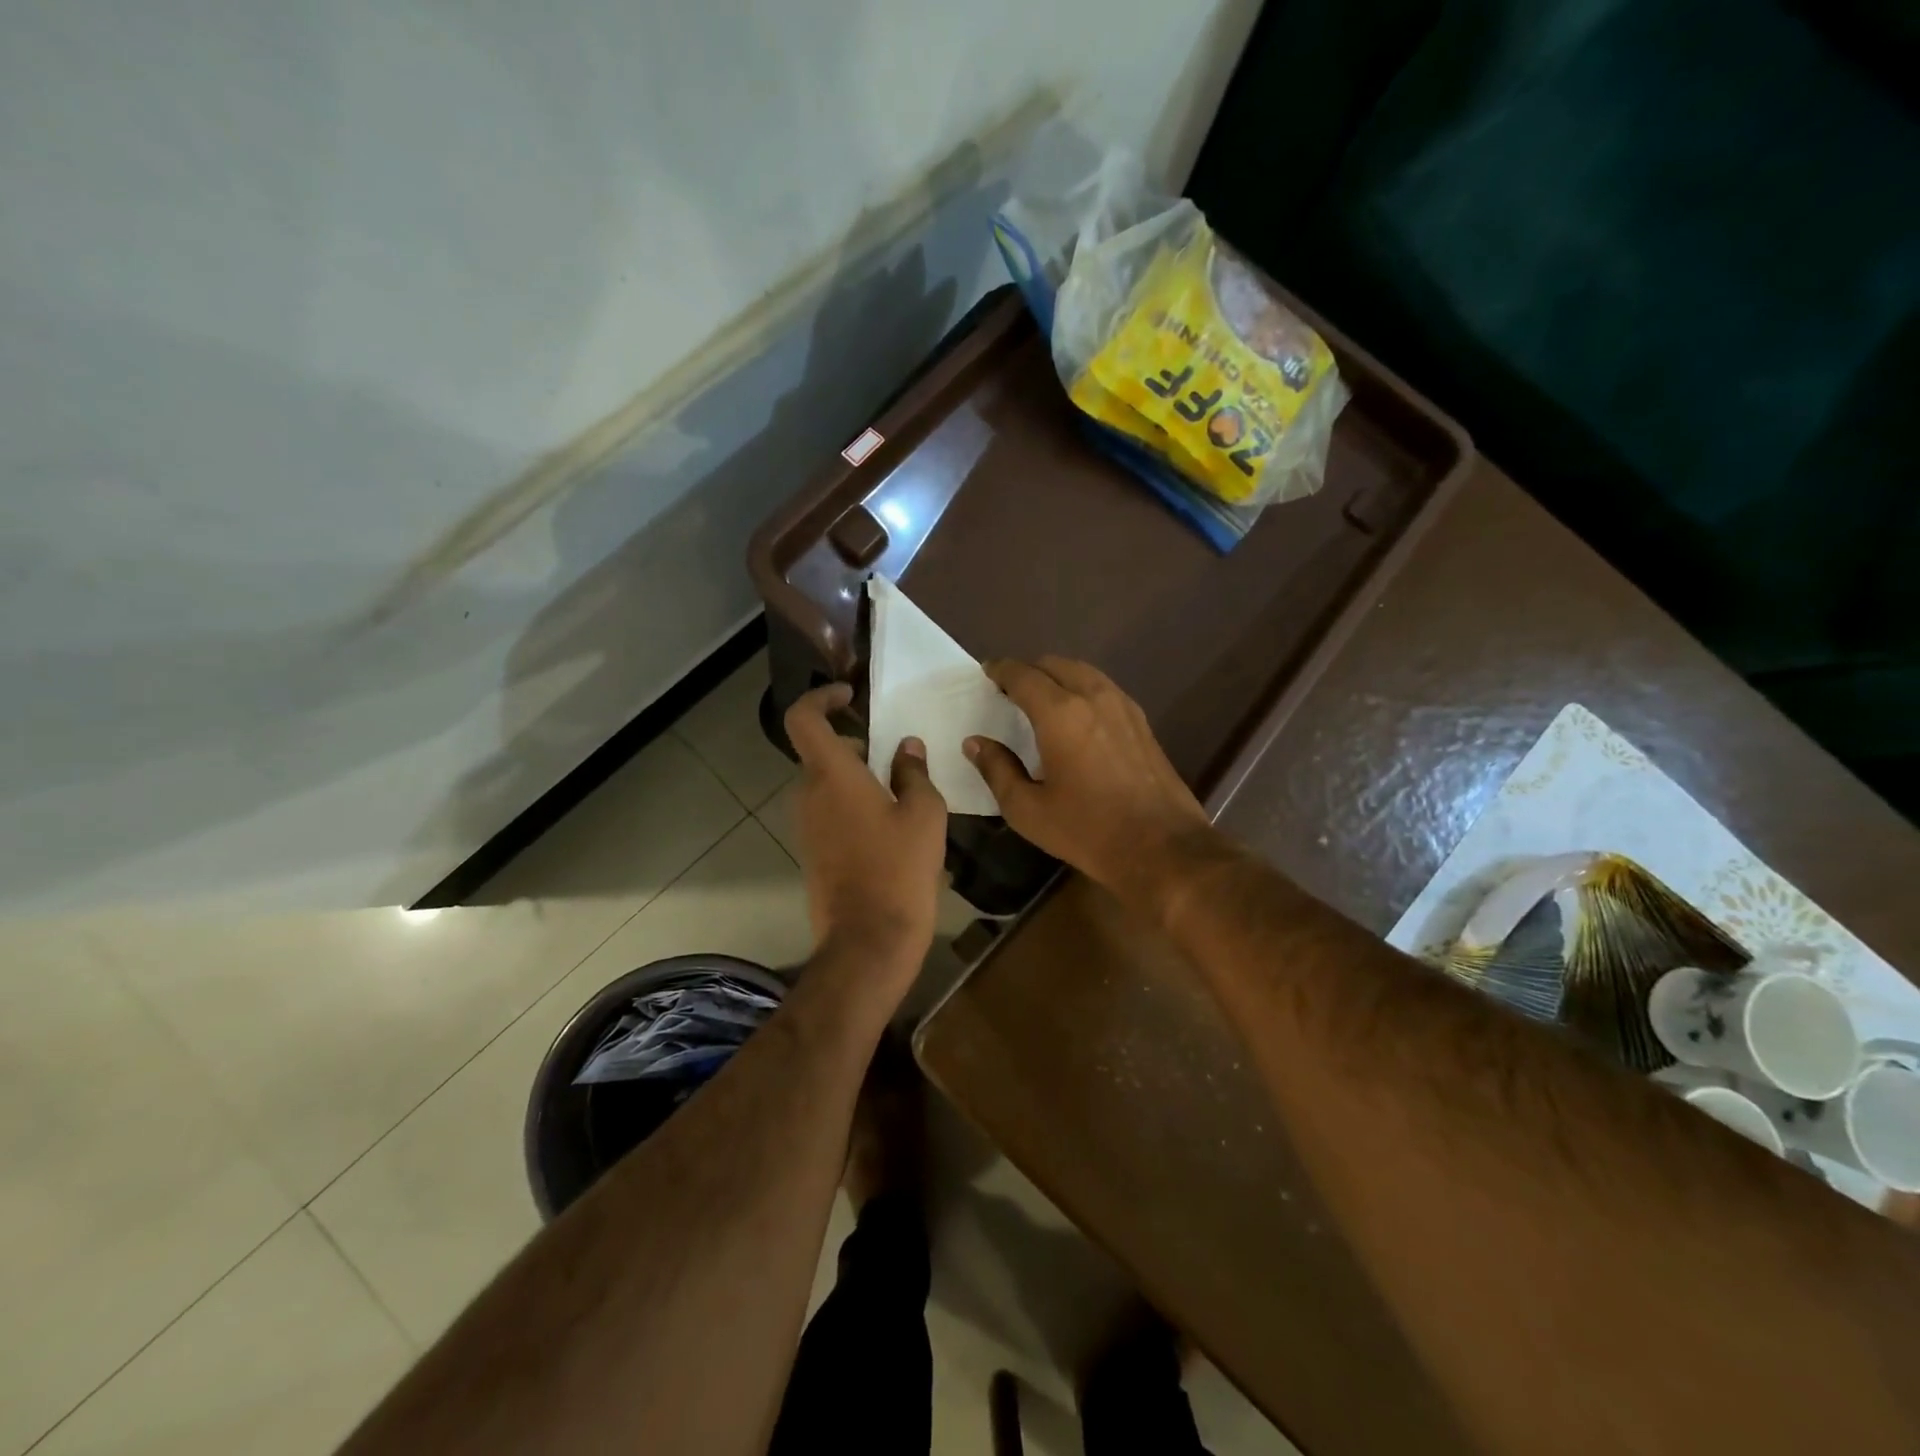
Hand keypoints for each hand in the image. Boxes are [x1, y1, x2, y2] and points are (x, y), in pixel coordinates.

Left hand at [784, 683, 948, 981]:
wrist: (869, 940)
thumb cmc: (900, 869)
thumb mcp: (924, 814)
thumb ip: (914, 772)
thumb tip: (906, 748)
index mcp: (832, 775)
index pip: (804, 718)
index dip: (820, 698)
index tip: (848, 695)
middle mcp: (809, 795)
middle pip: (820, 752)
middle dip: (854, 743)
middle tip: (894, 754)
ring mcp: (806, 826)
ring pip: (826, 783)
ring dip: (856, 776)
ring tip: (900, 791)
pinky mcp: (812, 851)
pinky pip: (828, 811)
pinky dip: (852, 803)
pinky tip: (889, 825)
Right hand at [964, 657, 1208, 898]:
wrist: (1162, 847)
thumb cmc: (1087, 830)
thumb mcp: (1028, 809)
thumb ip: (997, 769)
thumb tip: (975, 743)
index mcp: (1060, 713)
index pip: (1023, 675)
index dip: (1001, 670)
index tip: (987, 673)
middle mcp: (1093, 697)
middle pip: (1055, 664)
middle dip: (1028, 670)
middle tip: (1010, 690)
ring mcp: (1123, 706)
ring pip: (1083, 672)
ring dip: (1057, 676)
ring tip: (1040, 698)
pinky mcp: (1142, 722)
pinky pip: (1104, 688)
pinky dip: (1081, 688)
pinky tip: (1075, 715)